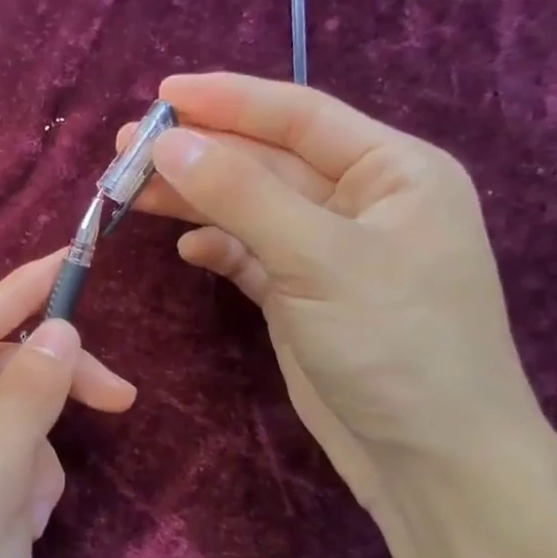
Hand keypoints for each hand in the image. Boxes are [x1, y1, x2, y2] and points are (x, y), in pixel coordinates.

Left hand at [0, 254, 136, 557]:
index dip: (22, 289)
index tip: (76, 257)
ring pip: (9, 422)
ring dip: (36, 461)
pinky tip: (18, 535)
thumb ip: (26, 402)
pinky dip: (27, 488)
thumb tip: (59, 330)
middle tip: (122, 401)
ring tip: (25, 520)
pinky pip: (6, 462)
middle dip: (51, 392)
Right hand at [125, 72, 538, 506]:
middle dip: (200, 153)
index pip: (300, 116)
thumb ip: (241, 196)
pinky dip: (216, 247)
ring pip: (250, 208)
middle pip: (267, 161)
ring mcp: (328, 252)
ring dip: (195, 199)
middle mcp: (362, 202)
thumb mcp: (320, 259)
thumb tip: (168, 143)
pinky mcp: (301, 296)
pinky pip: (249, 254)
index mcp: (394, 171)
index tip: (161, 95)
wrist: (430, 462)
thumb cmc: (397, 344)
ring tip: (131, 190)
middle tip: (126, 148)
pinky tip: (185, 247)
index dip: (229, 100)